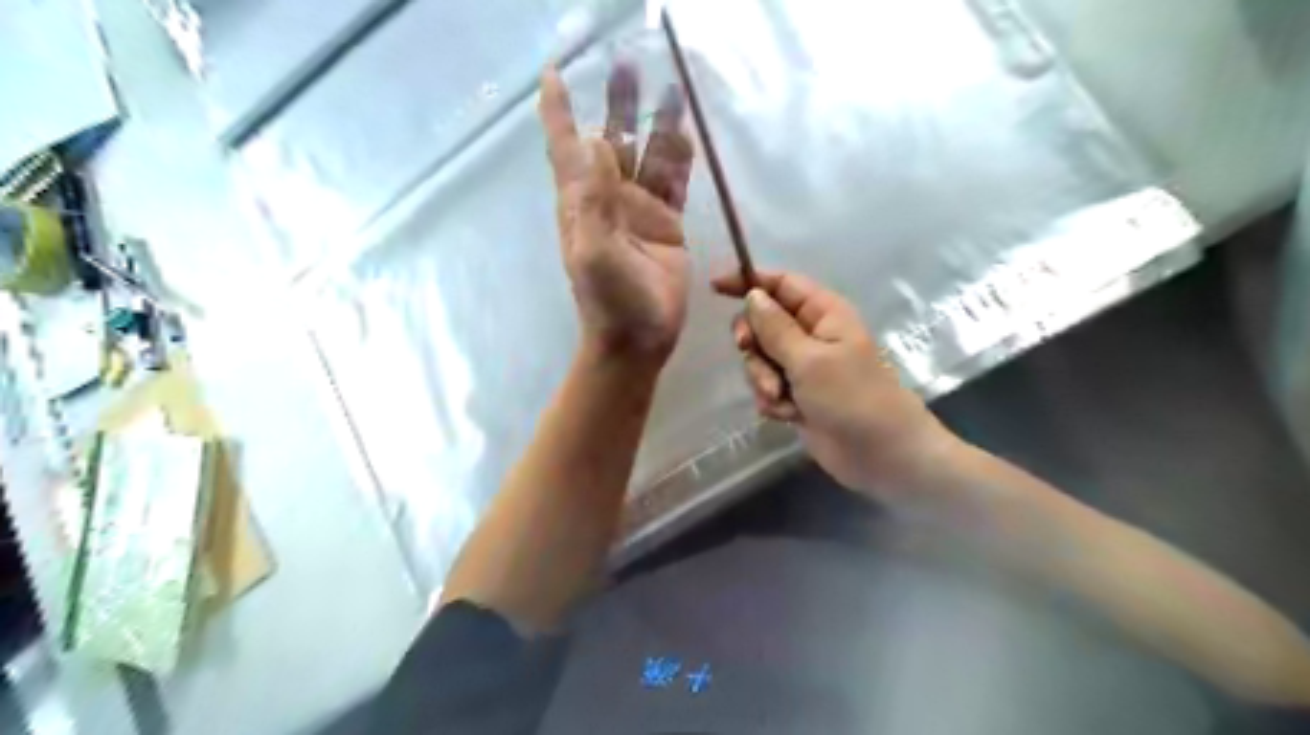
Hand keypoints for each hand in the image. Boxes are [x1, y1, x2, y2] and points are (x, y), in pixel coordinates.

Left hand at [536, 61, 694, 365]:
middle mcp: (609, 198)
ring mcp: (640, 209)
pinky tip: (687, 135)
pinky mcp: (668, 224)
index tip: (554, 74)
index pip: (566, 147)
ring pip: (648, 156)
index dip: (558, 111)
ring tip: (671, 87)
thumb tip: (595, 142)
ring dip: (656, 123)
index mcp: (582, 202)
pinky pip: (673, 182)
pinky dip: (679, 159)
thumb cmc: (610, 301)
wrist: (639, 338)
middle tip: (629, 63)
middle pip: (613, 139)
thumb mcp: (594, 252)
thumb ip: (593, 200)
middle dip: (619, 104)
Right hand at [712, 270, 960, 499]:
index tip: (715, 287)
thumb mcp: (809, 359)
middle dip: (753, 342)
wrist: (880, 454)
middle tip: (749, 352)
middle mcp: (811, 334)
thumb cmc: (852, 398)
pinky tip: (788, 415)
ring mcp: (803, 367)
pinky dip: (771, 400)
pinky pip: (766, 387)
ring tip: (780, 398)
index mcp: (823, 313)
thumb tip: (752, 294)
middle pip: (762, 322)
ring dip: (762, 378)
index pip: (780, 284)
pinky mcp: (796, 395)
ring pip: (760, 358)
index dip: (748, 281)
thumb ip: (775, 327)